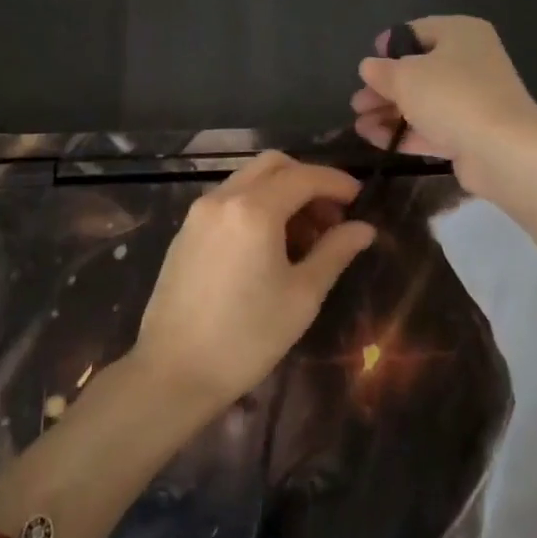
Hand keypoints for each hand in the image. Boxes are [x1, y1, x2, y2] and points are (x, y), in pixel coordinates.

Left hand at [133, 152, 375, 414]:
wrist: (173, 371)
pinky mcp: (185, 231)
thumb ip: (335, 252)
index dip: (336, 182)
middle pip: (273, 166)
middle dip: (307, 181)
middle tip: (331, 217)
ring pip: (248, 180)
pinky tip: (269, 245)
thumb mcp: (302, 296)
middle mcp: (223, 198)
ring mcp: (199, 213)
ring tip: (304, 237)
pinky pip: (228, 200)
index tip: (359, 198)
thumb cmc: (246, 337)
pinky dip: (255, 206)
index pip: (304, 176)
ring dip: (281, 193)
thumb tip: (364, 228)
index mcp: (253, 209)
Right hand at [350, 15, 536, 196]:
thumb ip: (381, 71)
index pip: (417, 31)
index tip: (367, 66)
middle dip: (383, 88)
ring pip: (423, 101)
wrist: (503, 150)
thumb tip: (369, 67)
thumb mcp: (405, 77)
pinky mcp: (471, 132)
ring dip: (389, 113)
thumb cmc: (451, 96)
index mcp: (460, 33)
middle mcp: (470, 61)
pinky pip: (431, 127)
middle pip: (417, 70)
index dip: (388, 47)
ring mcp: (472, 99)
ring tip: (359, 126)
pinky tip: (374, 140)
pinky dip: (404, 132)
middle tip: (357, 104)